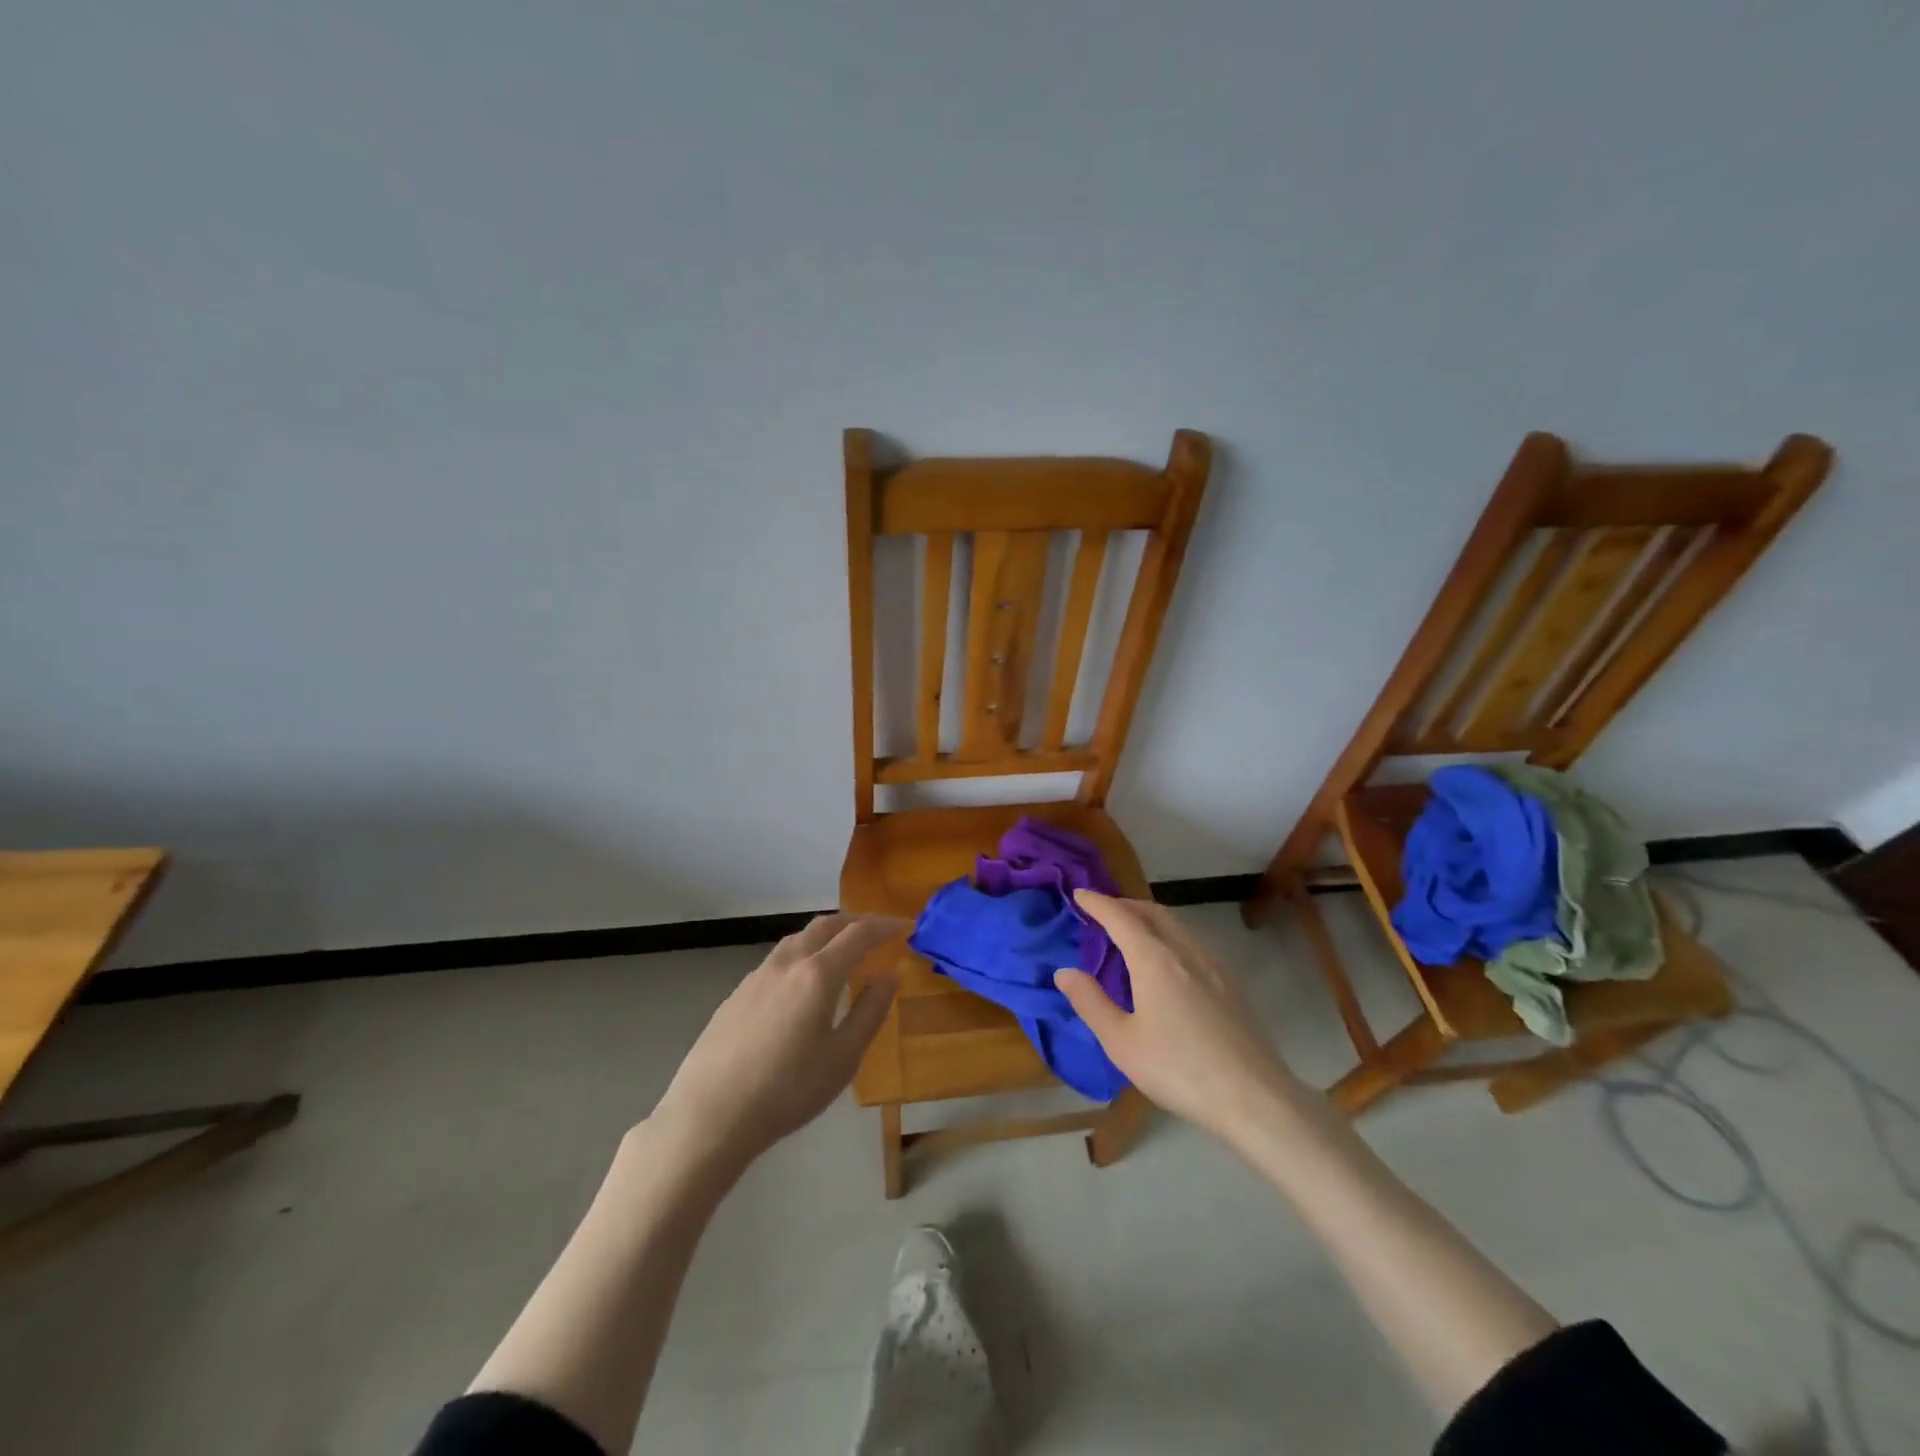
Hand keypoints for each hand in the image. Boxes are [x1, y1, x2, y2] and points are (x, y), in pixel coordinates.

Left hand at [650, 913, 904, 1171]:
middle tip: (877, 931)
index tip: (905, 927)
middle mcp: (788, 962)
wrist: (710, 1114)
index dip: (885, 926)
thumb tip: (889, 976)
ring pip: (799, 938)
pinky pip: (779, 958)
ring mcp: (758, 975)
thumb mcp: (843, 1058)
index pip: (859, 933)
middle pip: (826, 924)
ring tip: (842, 949)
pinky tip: (802, 981)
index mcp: (818, 973)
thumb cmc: (787, 1090)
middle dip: (856, 921)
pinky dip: (803, 953)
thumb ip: (870, 1012)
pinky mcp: (737, 993)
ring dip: (827, 933)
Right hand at [1055, 892, 1299, 1142]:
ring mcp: (1213, 965)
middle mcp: (1185, 951)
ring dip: (1149, 917)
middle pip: (1152, 912)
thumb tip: (1064, 971)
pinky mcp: (1231, 983)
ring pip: (1176, 924)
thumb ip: (1090, 1002)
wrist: (1254, 1097)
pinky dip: (1170, 934)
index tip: (1079, 893)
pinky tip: (1169, 959)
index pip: (1120, 917)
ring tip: (1132, 931)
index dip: (1097, 903)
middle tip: (1103, 911)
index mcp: (1154, 959)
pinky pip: (1193, 941)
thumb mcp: (1121, 1042)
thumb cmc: (1178, 1069)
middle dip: (1125, 904)